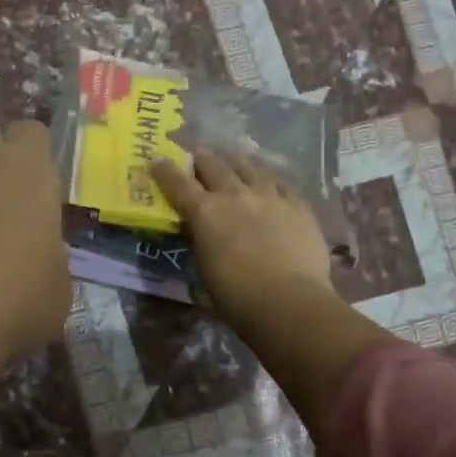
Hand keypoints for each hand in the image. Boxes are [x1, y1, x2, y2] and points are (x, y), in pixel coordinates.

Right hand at [152, 151, 335, 331]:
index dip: (165, 170)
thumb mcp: (204, 267)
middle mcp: (234, 194)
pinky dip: (270, 181)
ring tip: (234, 160)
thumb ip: (202, 240)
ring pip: (249, 166)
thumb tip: (203, 231)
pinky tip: (271, 183)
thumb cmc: (236, 296)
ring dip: (236, 162)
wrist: (289, 301)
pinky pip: (282, 183)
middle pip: (213, 165)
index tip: (157, 159)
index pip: (178, 183)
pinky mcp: (298, 205)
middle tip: (197, 155)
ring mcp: (269, 196)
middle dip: (201, 158)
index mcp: (205, 212)